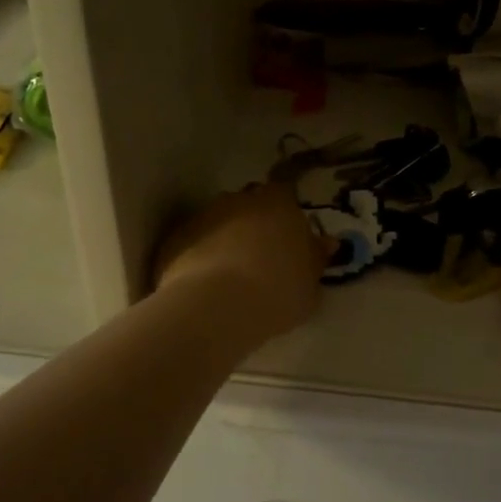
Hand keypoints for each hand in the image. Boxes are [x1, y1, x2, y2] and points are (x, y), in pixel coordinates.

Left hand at [153, 183, 329, 343]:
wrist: (216, 307)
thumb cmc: (277, 293)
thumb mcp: (310, 285)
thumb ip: (315, 260)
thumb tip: (325, 244)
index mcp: (279, 204)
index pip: (285, 194)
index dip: (285, 215)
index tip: (288, 238)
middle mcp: (240, 200)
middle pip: (250, 204)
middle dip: (254, 223)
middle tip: (261, 257)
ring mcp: (203, 216)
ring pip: (218, 221)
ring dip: (224, 238)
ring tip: (229, 275)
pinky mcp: (175, 237)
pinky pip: (193, 242)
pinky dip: (198, 256)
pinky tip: (204, 285)